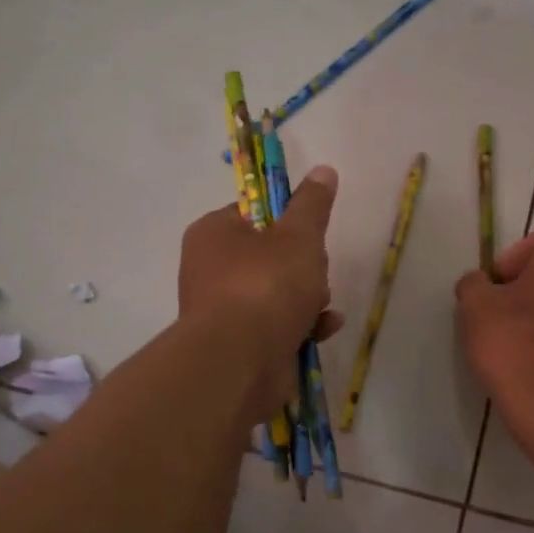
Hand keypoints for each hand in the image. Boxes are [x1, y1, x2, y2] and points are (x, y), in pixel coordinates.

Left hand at [179, 166, 343, 420]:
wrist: (240, 362)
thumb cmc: (265, 286)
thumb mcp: (299, 236)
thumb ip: (312, 205)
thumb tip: (323, 170)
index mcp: (213, 234)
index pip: (253, 213)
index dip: (287, 221)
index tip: (309, 234)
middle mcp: (209, 269)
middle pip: (269, 256)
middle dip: (304, 266)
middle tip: (316, 273)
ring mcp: (222, 311)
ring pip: (276, 294)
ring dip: (308, 298)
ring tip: (321, 307)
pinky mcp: (237, 345)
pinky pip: (275, 326)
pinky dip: (301, 326)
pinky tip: (324, 329)